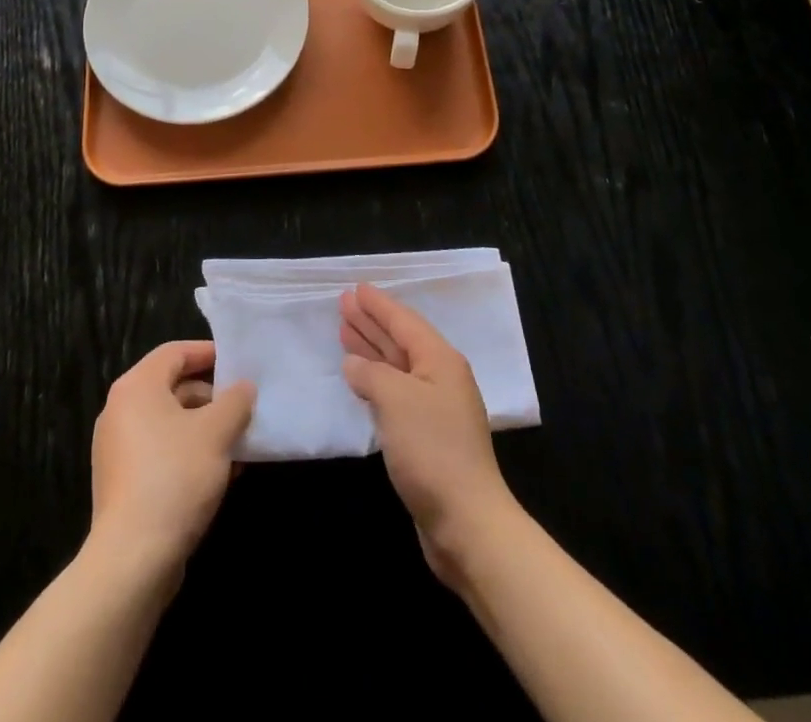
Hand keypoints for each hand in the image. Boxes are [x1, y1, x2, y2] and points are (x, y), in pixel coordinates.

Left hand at [89, 341, 254, 576]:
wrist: (133, 559)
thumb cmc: (175, 476)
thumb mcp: (216, 432)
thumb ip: (235, 401)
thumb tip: (243, 388)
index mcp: (136, 387)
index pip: (174, 352)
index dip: (207, 353)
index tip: (237, 363)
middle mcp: (120, 411)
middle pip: (172, 388)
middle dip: (211, 397)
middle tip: (243, 407)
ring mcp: (117, 449)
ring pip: (169, 424)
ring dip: (204, 429)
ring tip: (239, 444)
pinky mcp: (122, 483)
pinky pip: (161, 453)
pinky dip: (189, 453)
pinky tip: (220, 474)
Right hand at [340, 283, 518, 586]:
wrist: (467, 522)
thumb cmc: (432, 450)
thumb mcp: (396, 400)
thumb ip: (371, 373)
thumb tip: (354, 364)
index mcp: (440, 360)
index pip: (403, 321)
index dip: (378, 305)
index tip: (356, 288)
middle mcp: (440, 378)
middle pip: (400, 341)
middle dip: (372, 322)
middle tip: (343, 304)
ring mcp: (435, 408)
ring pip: (397, 367)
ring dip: (371, 349)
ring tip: (345, 332)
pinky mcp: (427, 437)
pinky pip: (396, 393)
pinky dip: (376, 380)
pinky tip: (360, 377)